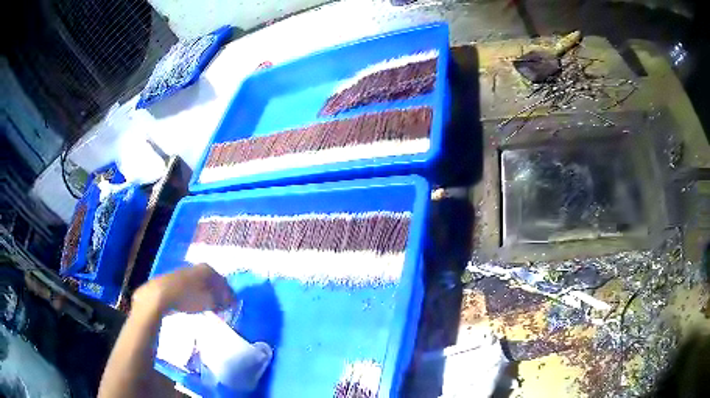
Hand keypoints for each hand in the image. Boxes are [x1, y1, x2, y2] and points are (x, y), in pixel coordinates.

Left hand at [133, 263, 234, 313]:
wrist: (160, 295)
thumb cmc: (188, 297)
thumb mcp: (210, 301)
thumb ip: (223, 300)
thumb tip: (232, 300)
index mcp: (207, 269)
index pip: (224, 281)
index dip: (229, 295)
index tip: (231, 306)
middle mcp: (197, 267)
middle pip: (212, 282)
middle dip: (217, 295)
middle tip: (221, 308)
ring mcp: (185, 273)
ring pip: (201, 285)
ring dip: (206, 296)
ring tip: (208, 308)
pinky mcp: (175, 280)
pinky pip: (191, 288)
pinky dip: (196, 296)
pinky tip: (194, 305)